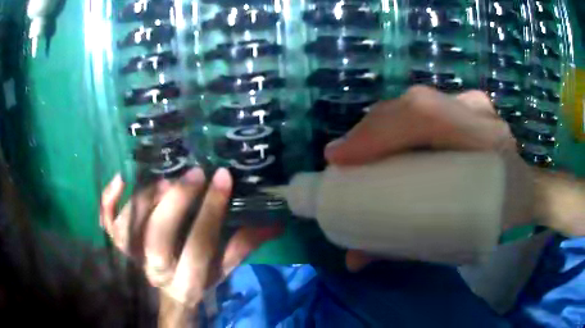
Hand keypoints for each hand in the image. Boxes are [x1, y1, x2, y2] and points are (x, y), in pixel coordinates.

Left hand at [100, 168, 280, 317]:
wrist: (161, 296)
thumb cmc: (194, 281)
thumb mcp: (221, 269)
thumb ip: (243, 246)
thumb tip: (275, 223)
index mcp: (186, 280)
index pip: (199, 245)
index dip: (211, 211)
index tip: (222, 177)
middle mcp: (154, 270)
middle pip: (158, 238)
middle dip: (176, 203)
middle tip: (193, 174)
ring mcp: (130, 256)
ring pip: (129, 226)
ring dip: (145, 200)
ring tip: (165, 180)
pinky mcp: (117, 244)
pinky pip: (106, 222)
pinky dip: (108, 200)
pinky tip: (121, 178)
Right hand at [325, 86, 583, 270]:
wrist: (527, 195)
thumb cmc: (497, 220)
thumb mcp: (456, 239)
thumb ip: (405, 247)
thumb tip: (352, 259)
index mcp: (485, 144)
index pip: (425, 114)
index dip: (377, 131)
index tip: (339, 159)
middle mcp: (479, 114)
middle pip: (414, 103)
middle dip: (370, 128)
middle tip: (341, 158)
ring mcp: (474, 104)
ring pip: (417, 101)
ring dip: (381, 123)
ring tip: (359, 149)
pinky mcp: (468, 105)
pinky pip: (426, 106)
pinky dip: (399, 120)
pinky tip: (385, 138)